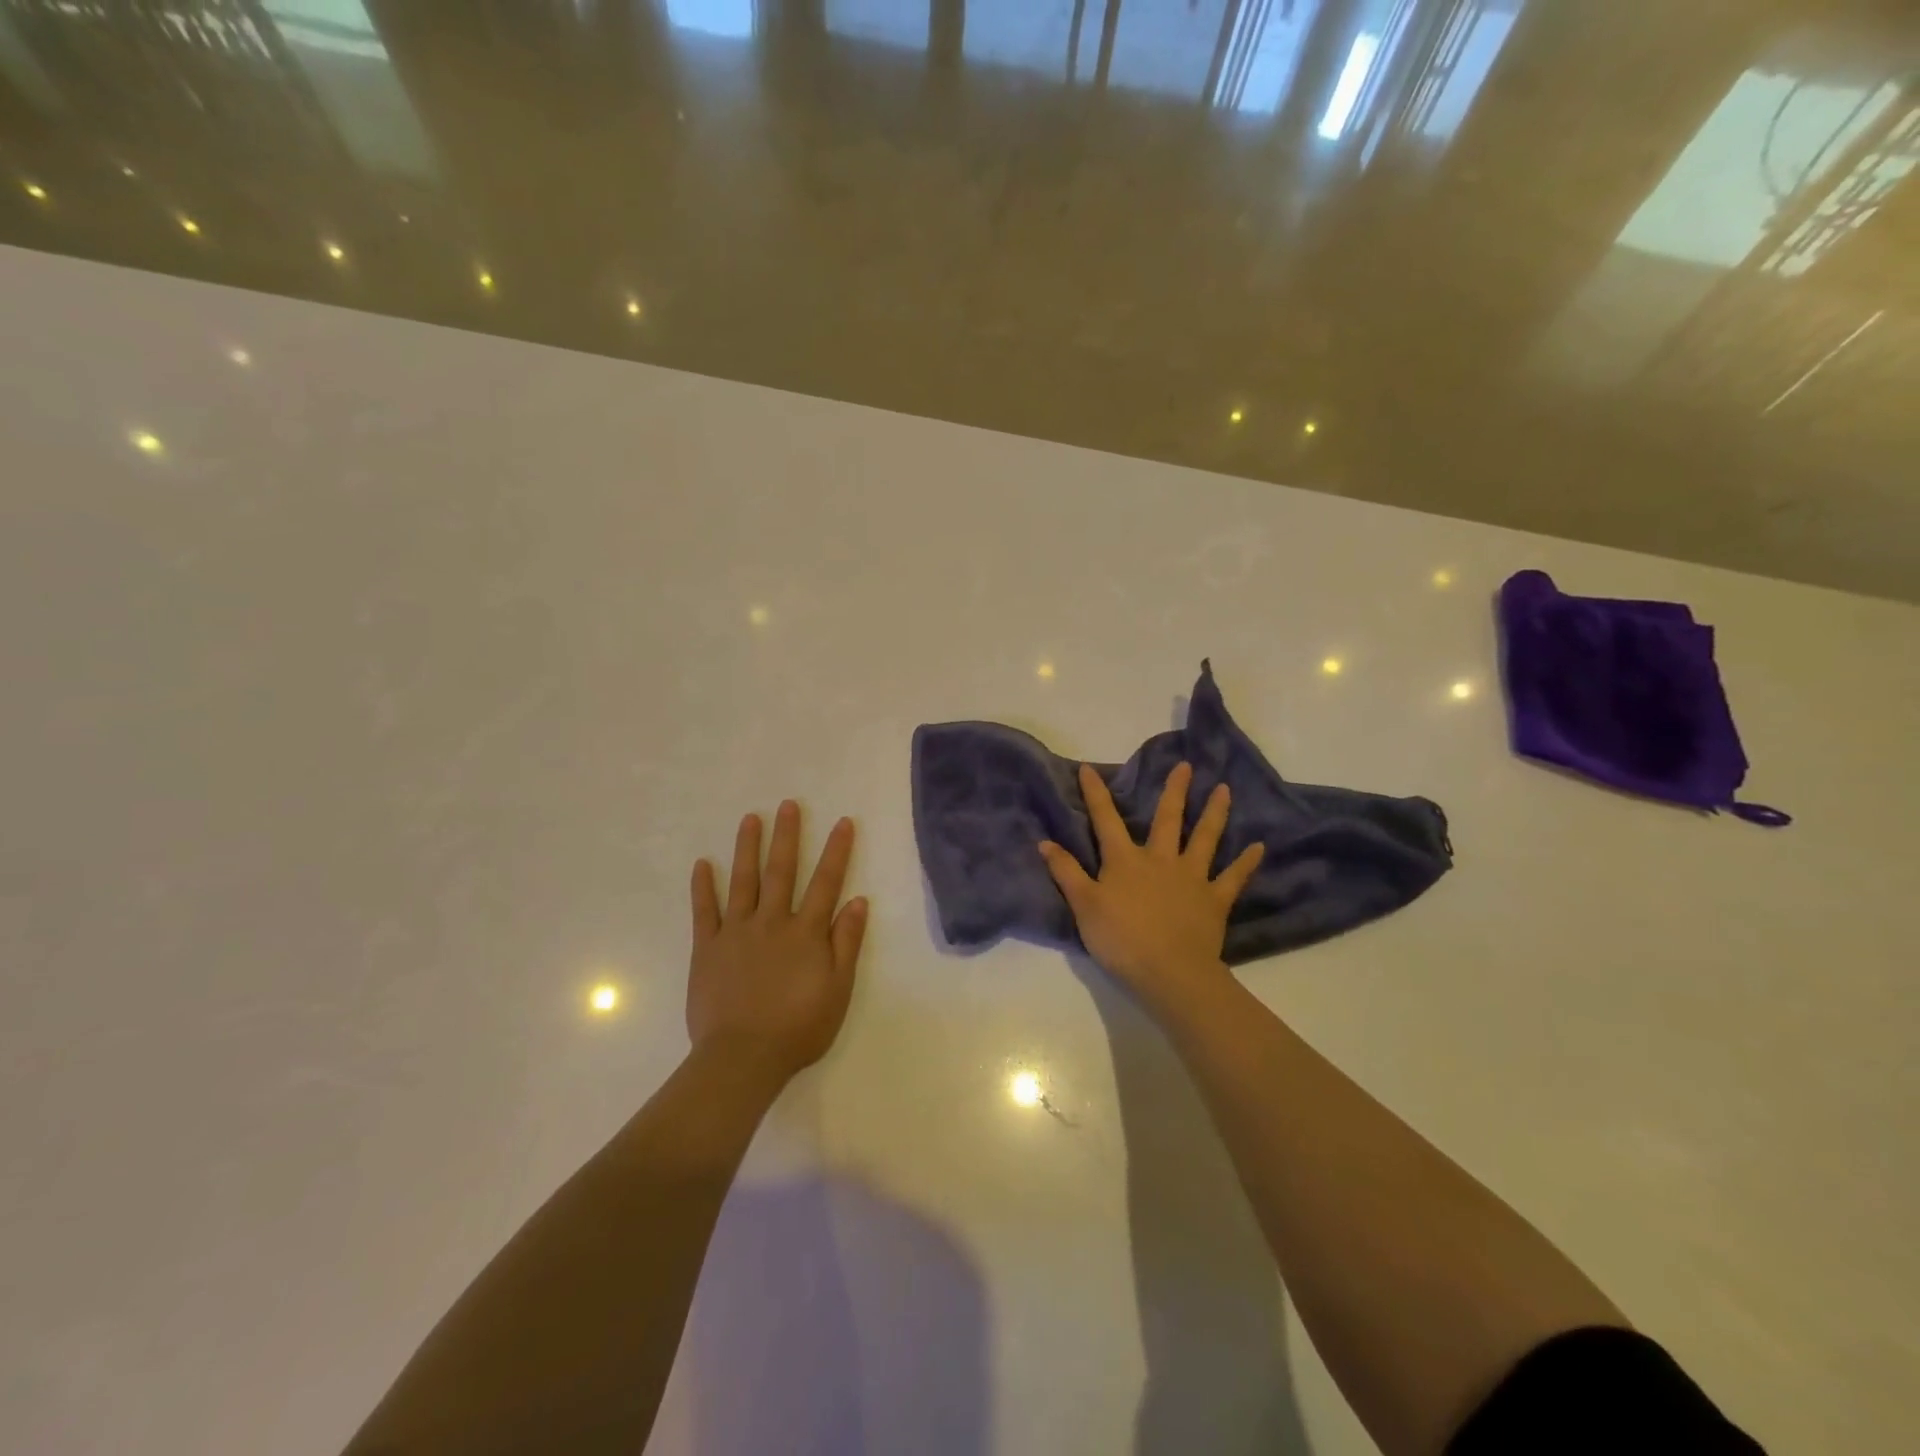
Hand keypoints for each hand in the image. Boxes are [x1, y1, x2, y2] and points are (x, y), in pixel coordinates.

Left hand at [688, 801, 867, 1084]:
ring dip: (747, 847)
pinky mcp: (708, 948)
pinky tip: (702, 864)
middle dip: (787, 835)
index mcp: (806, 932)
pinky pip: (704, 911)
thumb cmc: (798, 1027)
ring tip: (749, 818)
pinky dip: (703, 887)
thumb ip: (847, 943)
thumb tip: (858, 901)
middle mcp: (772, 922)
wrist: (743, 1057)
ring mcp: (736, 932)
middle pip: (781, 871)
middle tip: (788, 804)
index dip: (836, 851)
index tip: (842, 822)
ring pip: (743, 881)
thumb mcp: (838, 989)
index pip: (826, 882)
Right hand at [1039, 762, 1262, 1018]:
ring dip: (1214, 813)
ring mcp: (1191, 877)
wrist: (1169, 972)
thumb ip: (1066, 872)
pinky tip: (1258, 847)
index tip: (1089, 768)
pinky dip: (1246, 862)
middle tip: (1185, 765)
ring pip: (1204, 838)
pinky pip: (1233, 877)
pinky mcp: (1215, 899)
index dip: (1096, 793)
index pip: (1105, 819)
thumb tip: (1045, 842)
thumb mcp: (1083, 906)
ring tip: (1223, 789)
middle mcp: (1160, 859)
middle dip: (1173, 790)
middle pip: (1167, 819)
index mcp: (1125, 860)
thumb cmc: (1121, 939)